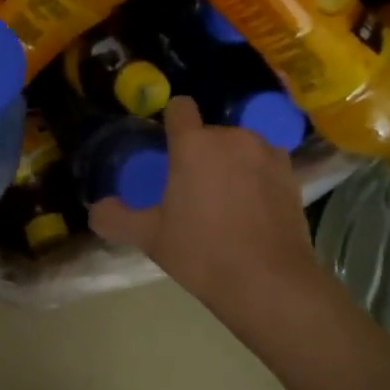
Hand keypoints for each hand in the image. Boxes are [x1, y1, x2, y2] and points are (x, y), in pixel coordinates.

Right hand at [89, 97, 315, 305]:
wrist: (268, 281)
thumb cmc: (201, 252)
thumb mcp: (150, 238)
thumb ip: (116, 219)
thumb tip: (96, 210)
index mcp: (194, 144)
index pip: (180, 108)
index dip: (171, 122)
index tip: (167, 149)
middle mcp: (233, 137)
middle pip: (209, 134)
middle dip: (200, 154)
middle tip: (191, 192)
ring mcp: (268, 154)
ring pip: (240, 149)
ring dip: (231, 165)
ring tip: (225, 203)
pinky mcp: (292, 175)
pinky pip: (264, 166)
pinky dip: (257, 180)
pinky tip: (253, 212)